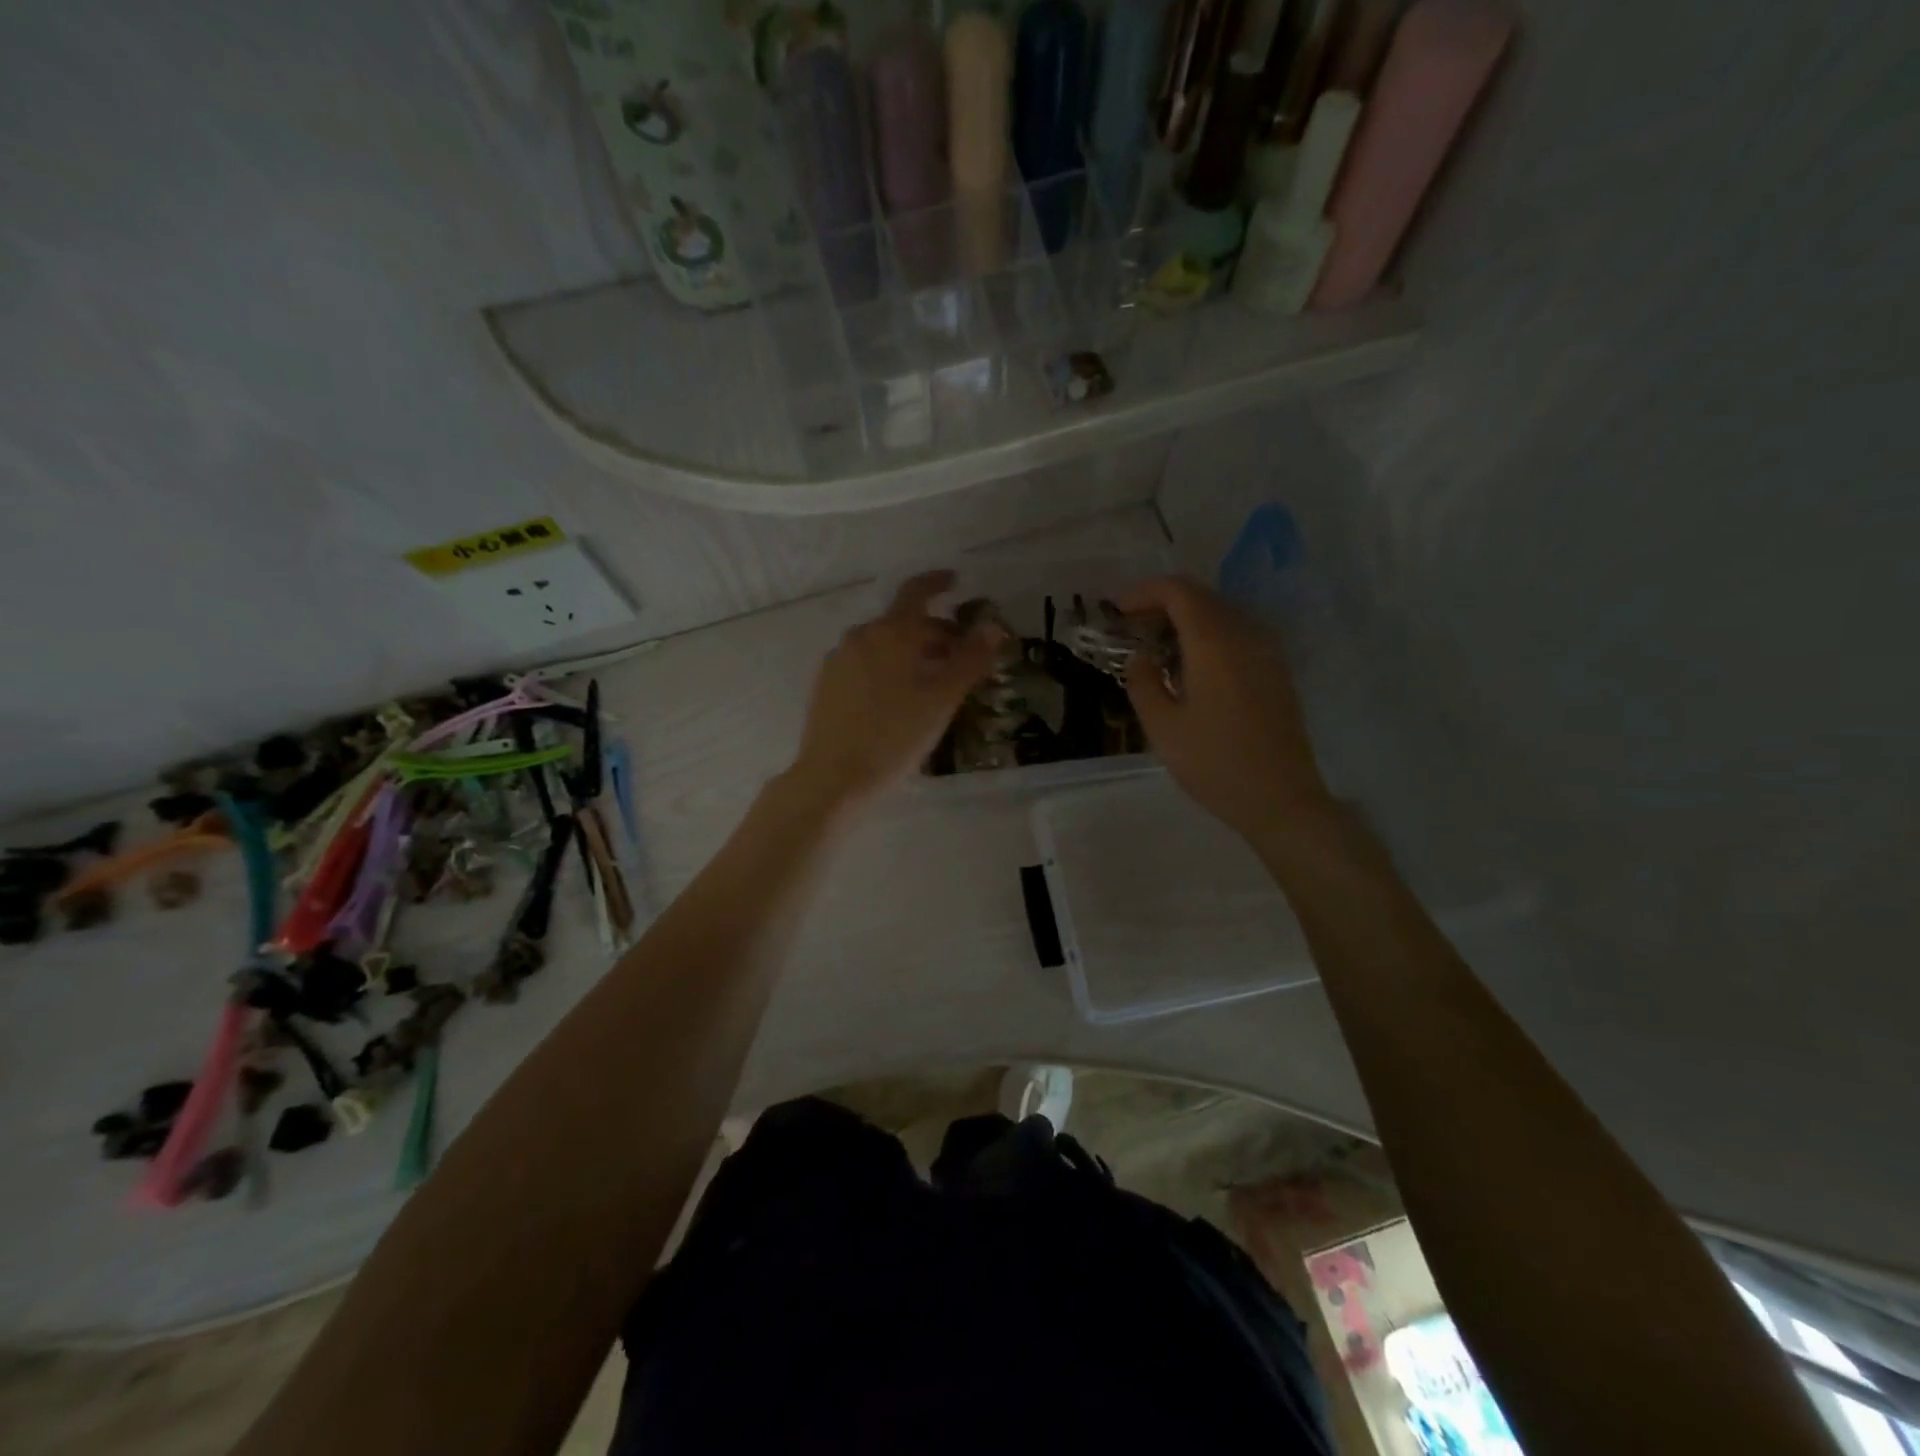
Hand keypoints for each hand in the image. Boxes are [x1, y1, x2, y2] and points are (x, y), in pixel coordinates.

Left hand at [789, 571, 1001, 808]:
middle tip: (959, 655)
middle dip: (933, 632)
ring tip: (931, 681)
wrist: (833, 778)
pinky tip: (897, 698)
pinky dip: (887, 667)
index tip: (956, 583)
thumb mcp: (942, 700)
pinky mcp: (826, 684)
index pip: (917, 592)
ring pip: (882, 644)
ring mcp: (838, 660)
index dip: (938, 583)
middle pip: (902, 623)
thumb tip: (993, 626)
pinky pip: (864, 663)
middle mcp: (861, 636)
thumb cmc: (895, 737)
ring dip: (910, 652)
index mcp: (891, 632)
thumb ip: (970, 660)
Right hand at [1119, 576, 1333, 840]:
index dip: (1142, 593)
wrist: (1281, 798)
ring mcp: (1266, 650)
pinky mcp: (1275, 669)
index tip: (1115, 611)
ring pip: (1219, 613)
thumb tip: (1140, 657)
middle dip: (1159, 605)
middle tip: (1128, 631)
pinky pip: (1236, 633)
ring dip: (1183, 620)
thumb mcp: (1162, 728)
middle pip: (1199, 597)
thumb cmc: (1215, 764)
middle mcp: (1245, 634)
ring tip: (1154, 649)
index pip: (1177, 591)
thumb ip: (1142, 682)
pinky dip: (1205, 636)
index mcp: (1214, 643)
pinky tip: (1187, 667)